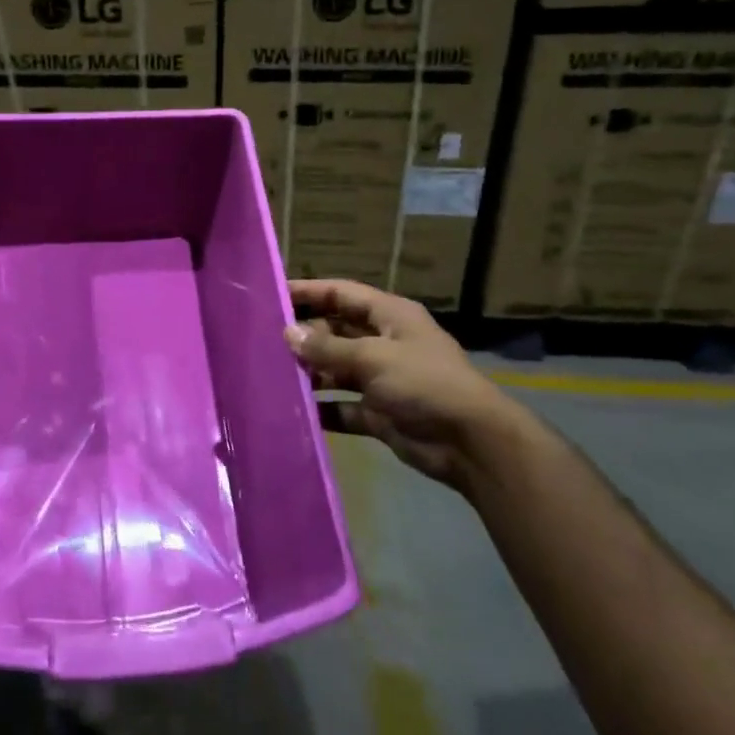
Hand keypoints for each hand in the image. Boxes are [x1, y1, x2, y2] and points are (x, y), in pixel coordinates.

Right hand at [286, 279, 519, 486]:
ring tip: (272, 373)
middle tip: (264, 339)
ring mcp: (381, 378)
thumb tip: (288, 333)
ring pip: (336, 368)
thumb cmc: (424, 383)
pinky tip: (293, 408)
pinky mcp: (378, 412)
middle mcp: (384, 342)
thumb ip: (327, 347)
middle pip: (336, 331)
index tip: (273, 294)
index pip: (342, 294)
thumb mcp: (373, 358)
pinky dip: (322, 407)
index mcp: (390, 316)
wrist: (470, 443)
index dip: (309, 292)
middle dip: (305, 335)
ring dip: (310, 372)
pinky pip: (342, 405)